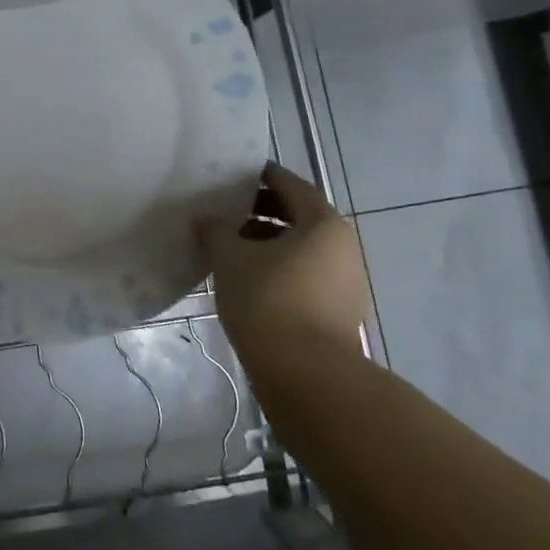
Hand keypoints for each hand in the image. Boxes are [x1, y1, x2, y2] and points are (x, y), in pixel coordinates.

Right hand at [195, 163, 369, 358]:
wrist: (307, 376)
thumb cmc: (269, 301)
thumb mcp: (231, 259)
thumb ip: (216, 231)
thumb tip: (205, 219)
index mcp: (323, 223)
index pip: (290, 185)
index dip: (260, 176)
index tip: (233, 174)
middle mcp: (342, 246)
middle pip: (298, 216)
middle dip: (260, 211)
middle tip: (224, 210)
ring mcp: (345, 281)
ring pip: (300, 248)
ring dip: (266, 243)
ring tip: (228, 247)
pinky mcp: (338, 310)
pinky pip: (304, 274)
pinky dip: (277, 268)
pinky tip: (246, 278)